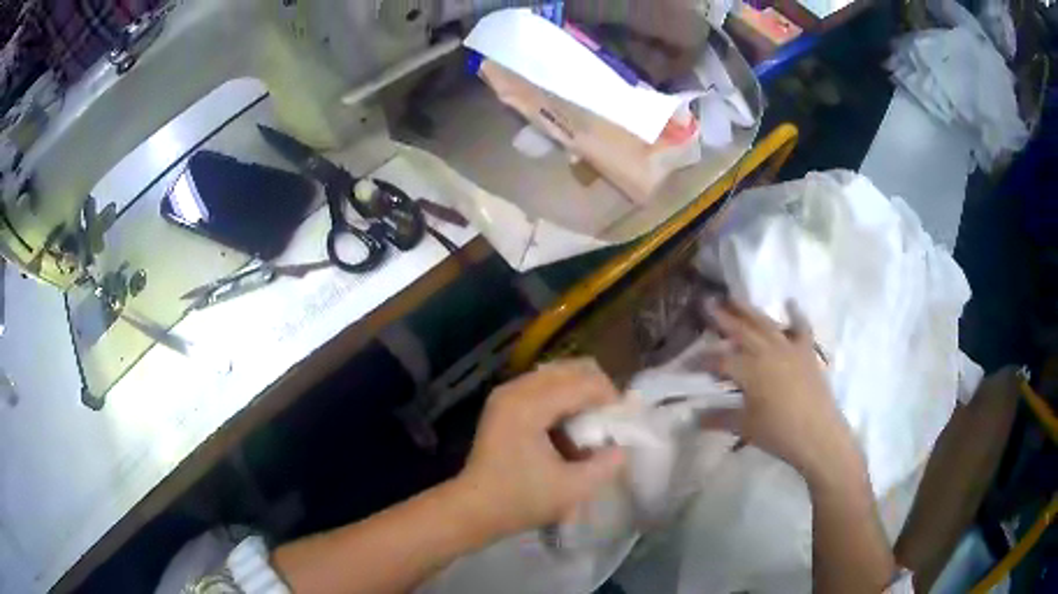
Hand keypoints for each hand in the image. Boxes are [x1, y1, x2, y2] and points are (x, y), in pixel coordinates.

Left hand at [454, 360, 625, 538]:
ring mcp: (506, 393)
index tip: (624, 422)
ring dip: (580, 392)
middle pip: (570, 368)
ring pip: (557, 373)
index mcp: (529, 406)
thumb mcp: (573, 489)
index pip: (583, 383)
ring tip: (589, 425)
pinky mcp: (503, 402)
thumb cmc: (520, 501)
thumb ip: (606, 464)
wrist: (473, 508)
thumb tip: (622, 445)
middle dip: (597, 390)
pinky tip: (567, 427)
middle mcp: (516, 389)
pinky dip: (562, 397)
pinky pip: (543, 385)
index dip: (611, 398)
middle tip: (609, 421)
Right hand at [702, 298, 859, 481]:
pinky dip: (796, 315)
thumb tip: (694, 418)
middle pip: (741, 332)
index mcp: (750, 370)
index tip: (687, 362)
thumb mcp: (745, 427)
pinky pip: (801, 328)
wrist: (819, 436)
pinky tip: (791, 302)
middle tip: (707, 303)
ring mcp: (789, 349)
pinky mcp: (807, 353)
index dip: (701, 361)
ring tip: (734, 299)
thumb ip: (719, 418)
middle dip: (722, 319)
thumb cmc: (779, 433)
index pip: (719, 360)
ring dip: (749, 310)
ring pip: (765, 324)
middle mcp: (767, 352)